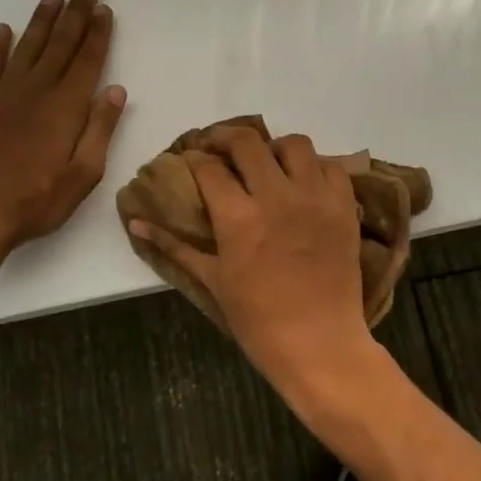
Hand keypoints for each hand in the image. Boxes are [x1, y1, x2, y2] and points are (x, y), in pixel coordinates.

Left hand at [0, 0, 126, 255]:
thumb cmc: (37, 199)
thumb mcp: (84, 174)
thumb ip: (100, 129)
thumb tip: (117, 90)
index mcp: (66, 107)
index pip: (87, 60)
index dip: (98, 33)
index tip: (105, 8)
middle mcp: (37, 90)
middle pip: (60, 43)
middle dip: (76, 13)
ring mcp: (5, 94)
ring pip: (28, 46)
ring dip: (42, 19)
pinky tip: (4, 29)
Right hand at [128, 126, 380, 407]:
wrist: (319, 343)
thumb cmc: (257, 319)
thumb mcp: (211, 280)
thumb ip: (174, 246)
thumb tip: (135, 222)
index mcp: (238, 217)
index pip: (209, 167)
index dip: (195, 158)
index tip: (192, 160)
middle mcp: (277, 197)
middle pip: (248, 142)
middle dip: (226, 137)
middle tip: (218, 147)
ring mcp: (315, 198)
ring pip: (294, 144)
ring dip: (274, 148)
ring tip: (267, 163)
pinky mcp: (344, 206)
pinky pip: (332, 166)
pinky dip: (315, 167)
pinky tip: (303, 182)